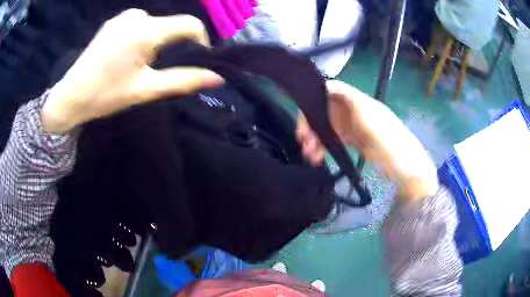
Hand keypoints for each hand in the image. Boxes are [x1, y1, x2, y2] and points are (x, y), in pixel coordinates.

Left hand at [41, 9, 223, 133]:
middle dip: (175, 45)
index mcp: (145, 31)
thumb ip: (183, 80)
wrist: (71, 96)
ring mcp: (124, 16)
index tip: (194, 62)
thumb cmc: (105, 95)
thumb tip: (217, 78)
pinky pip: (141, 23)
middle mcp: (137, 16)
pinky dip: (144, 36)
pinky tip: (128, 55)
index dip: (200, 42)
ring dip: (158, 42)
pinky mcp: (115, 21)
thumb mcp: (145, 90)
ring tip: (141, 64)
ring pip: (157, 24)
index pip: (190, 24)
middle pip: (173, 25)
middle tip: (159, 70)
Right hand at [297, 80, 438, 200]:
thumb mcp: (371, 117)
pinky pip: (332, 140)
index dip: (315, 97)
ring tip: (308, 154)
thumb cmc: (390, 139)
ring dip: (315, 137)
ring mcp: (353, 126)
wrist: (405, 165)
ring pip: (327, 126)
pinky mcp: (353, 141)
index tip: (303, 113)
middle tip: (302, 139)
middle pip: (325, 110)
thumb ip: (351, 100)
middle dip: (311, 123)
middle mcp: (353, 111)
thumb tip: (329, 83)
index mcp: (358, 101)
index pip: (331, 91)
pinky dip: (322, 147)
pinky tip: (316, 156)